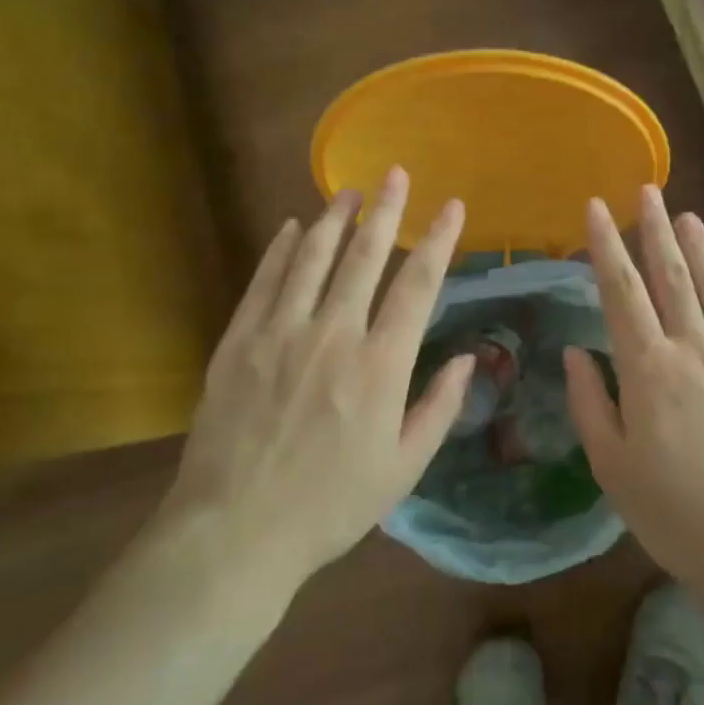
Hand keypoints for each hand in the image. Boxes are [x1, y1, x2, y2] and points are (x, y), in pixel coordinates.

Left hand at [161, 167, 473, 585]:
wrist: (235, 531)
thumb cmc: (330, 505)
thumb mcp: (403, 468)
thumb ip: (440, 408)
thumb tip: (469, 359)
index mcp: (380, 366)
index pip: (418, 286)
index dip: (438, 241)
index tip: (451, 206)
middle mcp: (333, 335)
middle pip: (365, 257)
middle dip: (385, 210)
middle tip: (395, 173)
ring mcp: (280, 333)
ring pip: (312, 259)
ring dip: (334, 220)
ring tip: (348, 190)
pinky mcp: (238, 342)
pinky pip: (263, 281)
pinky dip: (280, 250)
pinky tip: (292, 228)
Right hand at [564, 187, 703, 591]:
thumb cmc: (673, 512)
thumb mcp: (612, 465)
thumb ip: (591, 402)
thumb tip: (576, 352)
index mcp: (648, 369)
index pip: (621, 291)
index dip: (605, 246)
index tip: (595, 208)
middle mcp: (693, 349)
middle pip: (671, 276)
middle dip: (655, 230)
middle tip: (647, 191)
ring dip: (698, 247)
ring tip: (686, 215)